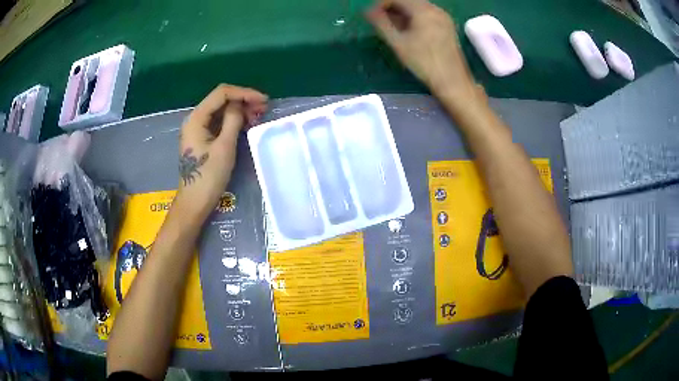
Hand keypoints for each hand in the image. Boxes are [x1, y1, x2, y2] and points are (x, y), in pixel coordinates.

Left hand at [176, 84, 267, 219]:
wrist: (194, 203)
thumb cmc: (208, 177)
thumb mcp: (224, 147)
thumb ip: (233, 120)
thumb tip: (240, 105)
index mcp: (197, 118)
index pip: (222, 93)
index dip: (244, 93)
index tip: (263, 100)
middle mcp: (195, 119)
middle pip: (221, 100)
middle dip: (243, 101)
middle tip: (263, 109)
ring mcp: (198, 129)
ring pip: (221, 111)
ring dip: (239, 110)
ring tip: (257, 117)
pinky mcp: (202, 138)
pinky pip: (219, 122)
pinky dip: (233, 121)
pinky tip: (246, 125)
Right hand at [366, 0, 478, 105]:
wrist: (452, 80)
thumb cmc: (423, 62)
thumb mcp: (398, 43)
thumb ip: (381, 24)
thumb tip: (367, 11)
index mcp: (423, 10)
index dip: (381, 4)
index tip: (370, 15)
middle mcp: (435, 9)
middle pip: (409, 0)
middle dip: (392, 7)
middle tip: (380, 21)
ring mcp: (443, 17)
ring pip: (418, 7)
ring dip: (403, 12)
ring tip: (393, 27)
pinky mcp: (447, 26)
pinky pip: (427, 14)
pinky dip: (414, 17)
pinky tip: (409, 30)